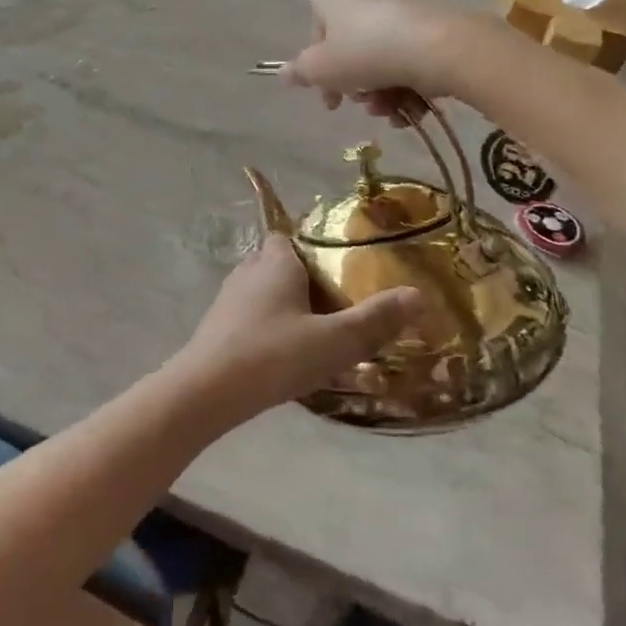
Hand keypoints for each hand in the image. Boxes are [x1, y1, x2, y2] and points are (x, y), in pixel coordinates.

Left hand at [170, 234, 419, 423]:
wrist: (207, 390)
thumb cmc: (273, 355)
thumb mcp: (334, 340)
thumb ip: (375, 319)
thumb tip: (418, 295)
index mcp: (274, 262)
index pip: (289, 236)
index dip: (312, 245)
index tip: (340, 263)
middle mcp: (248, 272)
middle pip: (278, 263)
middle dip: (304, 277)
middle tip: (338, 301)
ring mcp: (228, 300)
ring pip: (263, 291)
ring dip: (287, 304)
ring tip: (318, 329)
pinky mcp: (218, 328)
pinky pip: (251, 317)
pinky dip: (270, 326)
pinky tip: (287, 353)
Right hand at [280, 0, 482, 116]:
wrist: (441, 48)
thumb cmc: (366, 52)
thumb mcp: (321, 69)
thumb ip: (300, 72)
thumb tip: (284, 74)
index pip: (312, 16)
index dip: (312, 48)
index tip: (318, 77)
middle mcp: (365, 0)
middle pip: (347, 47)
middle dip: (350, 83)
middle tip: (352, 103)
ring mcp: (399, 16)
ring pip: (378, 62)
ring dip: (378, 95)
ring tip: (387, 111)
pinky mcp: (429, 33)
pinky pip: (406, 65)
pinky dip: (405, 90)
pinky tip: (410, 111)